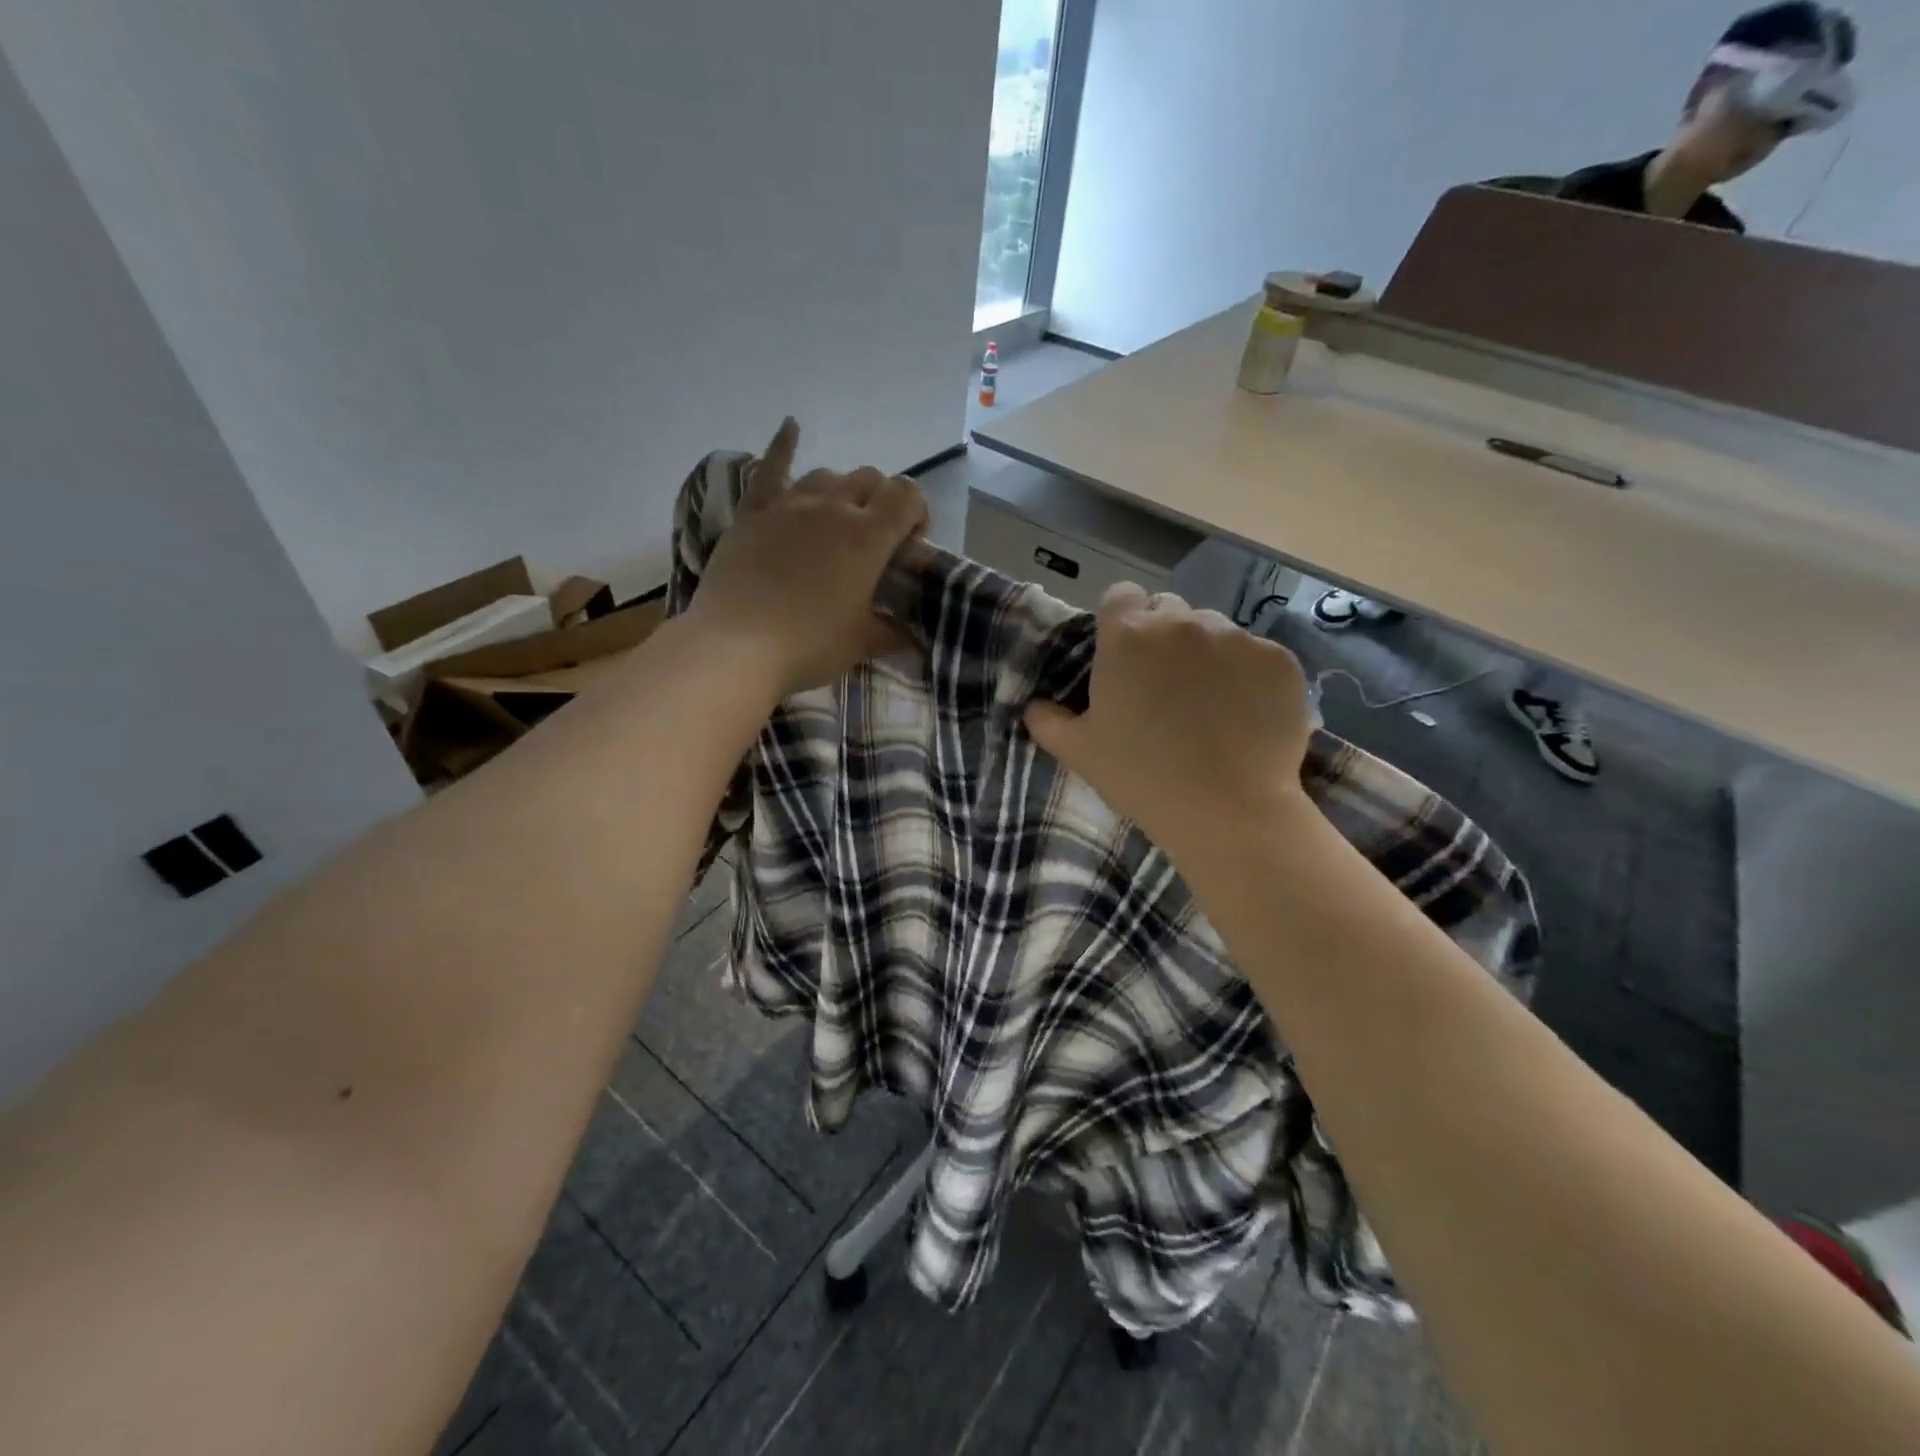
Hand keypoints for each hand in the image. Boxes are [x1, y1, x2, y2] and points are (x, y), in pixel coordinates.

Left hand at [686, 418, 927, 697]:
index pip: (908, 495)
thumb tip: (912, 637)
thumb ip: (892, 632)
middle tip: (875, 540)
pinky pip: (770, 468)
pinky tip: (791, 426)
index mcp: (868, 536)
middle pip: (870, 479)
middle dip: (881, 502)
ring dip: (841, 491)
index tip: (909, 546)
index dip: (917, 513)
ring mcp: (789, 505)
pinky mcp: (753, 513)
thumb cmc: (809, 646)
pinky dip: (784, 445)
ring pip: (827, 475)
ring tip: (838, 519)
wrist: (736, 647)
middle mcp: (833, 508)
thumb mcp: (862, 643)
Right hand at [1024, 584, 1315, 859]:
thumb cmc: (1142, 778)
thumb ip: (1047, 720)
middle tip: (1163, 686)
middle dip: (1163, 637)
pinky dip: (1249, 675)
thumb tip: (1035, 705)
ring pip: (1215, 630)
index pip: (1120, 595)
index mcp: (1128, 637)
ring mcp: (1237, 638)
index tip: (1123, 655)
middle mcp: (1183, 623)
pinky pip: (1256, 654)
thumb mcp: (1079, 752)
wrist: (1228, 811)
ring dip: (1207, 653)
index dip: (1120, 620)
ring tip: (1210, 702)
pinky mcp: (1280, 660)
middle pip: (1169, 610)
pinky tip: (1246, 714)